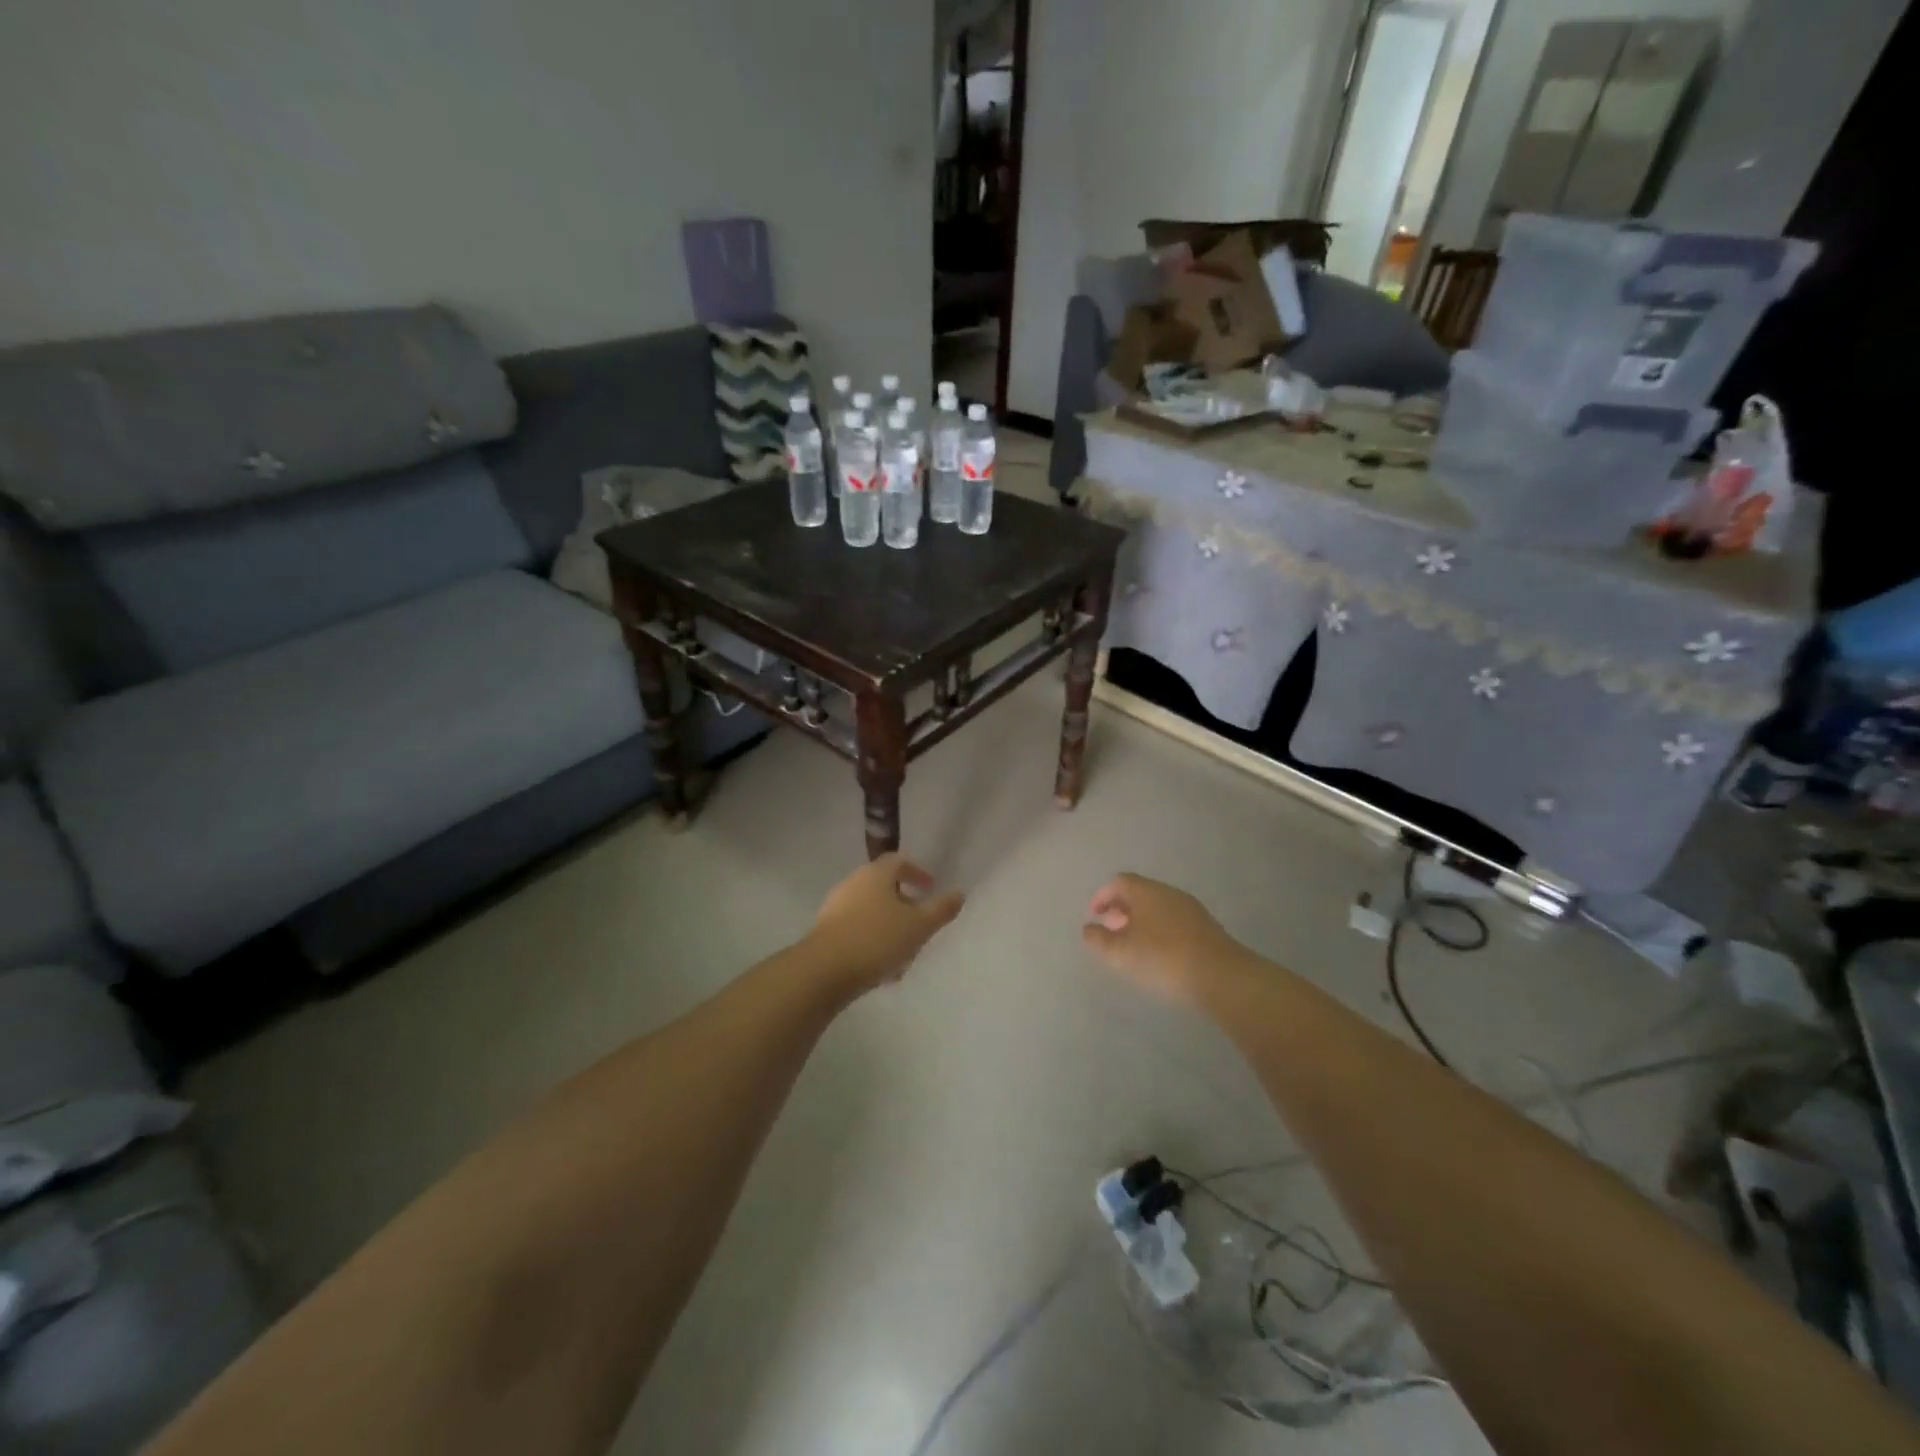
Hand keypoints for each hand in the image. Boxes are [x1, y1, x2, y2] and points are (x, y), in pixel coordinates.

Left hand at [806, 853, 965, 996]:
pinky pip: (856, 930)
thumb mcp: (918, 926)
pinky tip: (882, 969)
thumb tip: (959, 894)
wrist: (823, 971)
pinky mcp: (825, 932)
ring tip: (905, 954)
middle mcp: (852, 884)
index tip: (930, 888)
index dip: (917, 872)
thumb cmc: (877, 940)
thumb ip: (941, 909)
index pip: (898, 861)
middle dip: (904, 904)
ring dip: (889, 927)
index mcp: (875, 874)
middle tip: (920, 923)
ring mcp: (835, 908)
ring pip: (870, 911)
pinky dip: (873, 941)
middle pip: (883, 887)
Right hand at [1082, 873, 1246, 1002]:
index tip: (1094, 915)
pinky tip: (1158, 955)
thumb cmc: (1163, 959)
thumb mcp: (1121, 953)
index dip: (1102, 896)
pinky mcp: (1207, 929)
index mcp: (1147, 891)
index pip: (1119, 882)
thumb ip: (1099, 940)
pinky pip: (1174, 922)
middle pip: (1140, 893)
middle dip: (1121, 909)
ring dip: (1141, 921)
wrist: (1222, 978)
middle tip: (1111, 930)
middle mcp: (1170, 893)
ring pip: (1158, 908)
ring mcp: (1191, 910)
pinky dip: (1159, 931)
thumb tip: (1089, 929)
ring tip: (1132, 946)